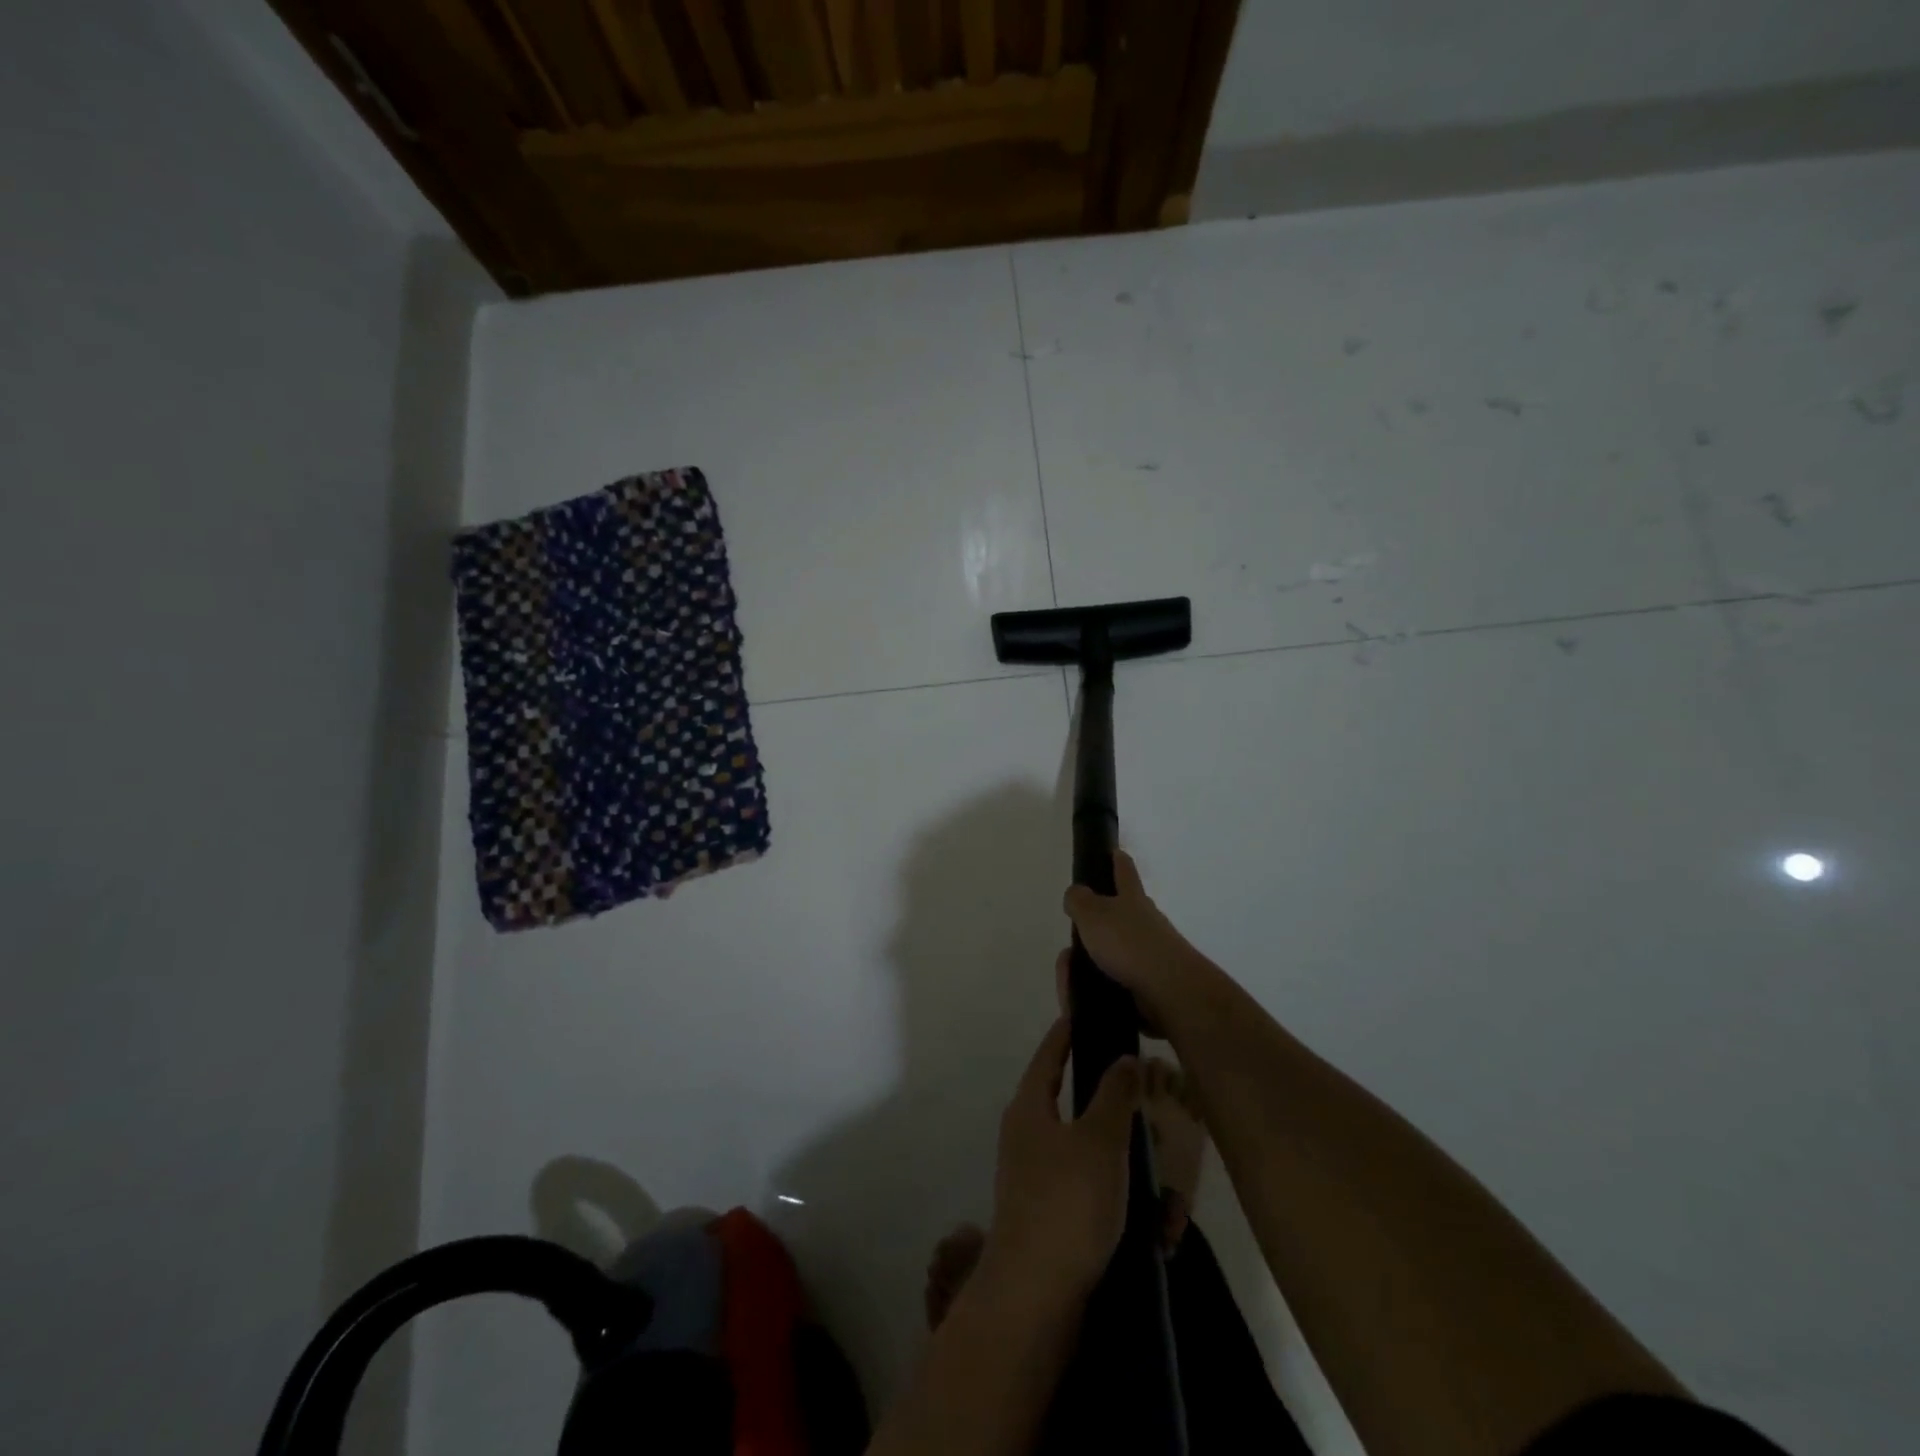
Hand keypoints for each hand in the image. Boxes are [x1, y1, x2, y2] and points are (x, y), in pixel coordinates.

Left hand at [987, 1018, 1141, 1305]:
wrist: (1035, 1296)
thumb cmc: (1067, 1204)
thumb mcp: (1100, 1141)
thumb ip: (1115, 1094)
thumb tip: (1123, 1058)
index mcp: (1029, 1107)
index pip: (1050, 1053)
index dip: (1069, 1030)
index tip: (1091, 1012)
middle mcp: (1025, 1133)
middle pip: (1066, 1097)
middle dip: (1102, 1090)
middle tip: (1139, 1078)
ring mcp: (1033, 1174)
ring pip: (1081, 1142)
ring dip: (1114, 1141)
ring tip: (1150, 1138)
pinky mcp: (1046, 1210)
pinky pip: (1085, 1180)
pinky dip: (1112, 1178)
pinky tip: (1143, 1193)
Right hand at [1061, 852, 1206, 1032]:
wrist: (1169, 990)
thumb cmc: (1128, 944)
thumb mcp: (1092, 914)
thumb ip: (1079, 901)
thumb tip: (1076, 893)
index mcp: (1132, 897)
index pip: (1124, 870)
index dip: (1117, 858)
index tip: (1114, 850)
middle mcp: (1148, 919)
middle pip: (1129, 907)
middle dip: (1111, 909)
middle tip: (1086, 920)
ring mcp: (1156, 950)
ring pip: (1129, 942)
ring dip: (1111, 947)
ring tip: (1085, 960)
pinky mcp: (1156, 979)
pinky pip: (1130, 972)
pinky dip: (1115, 975)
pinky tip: (1099, 984)